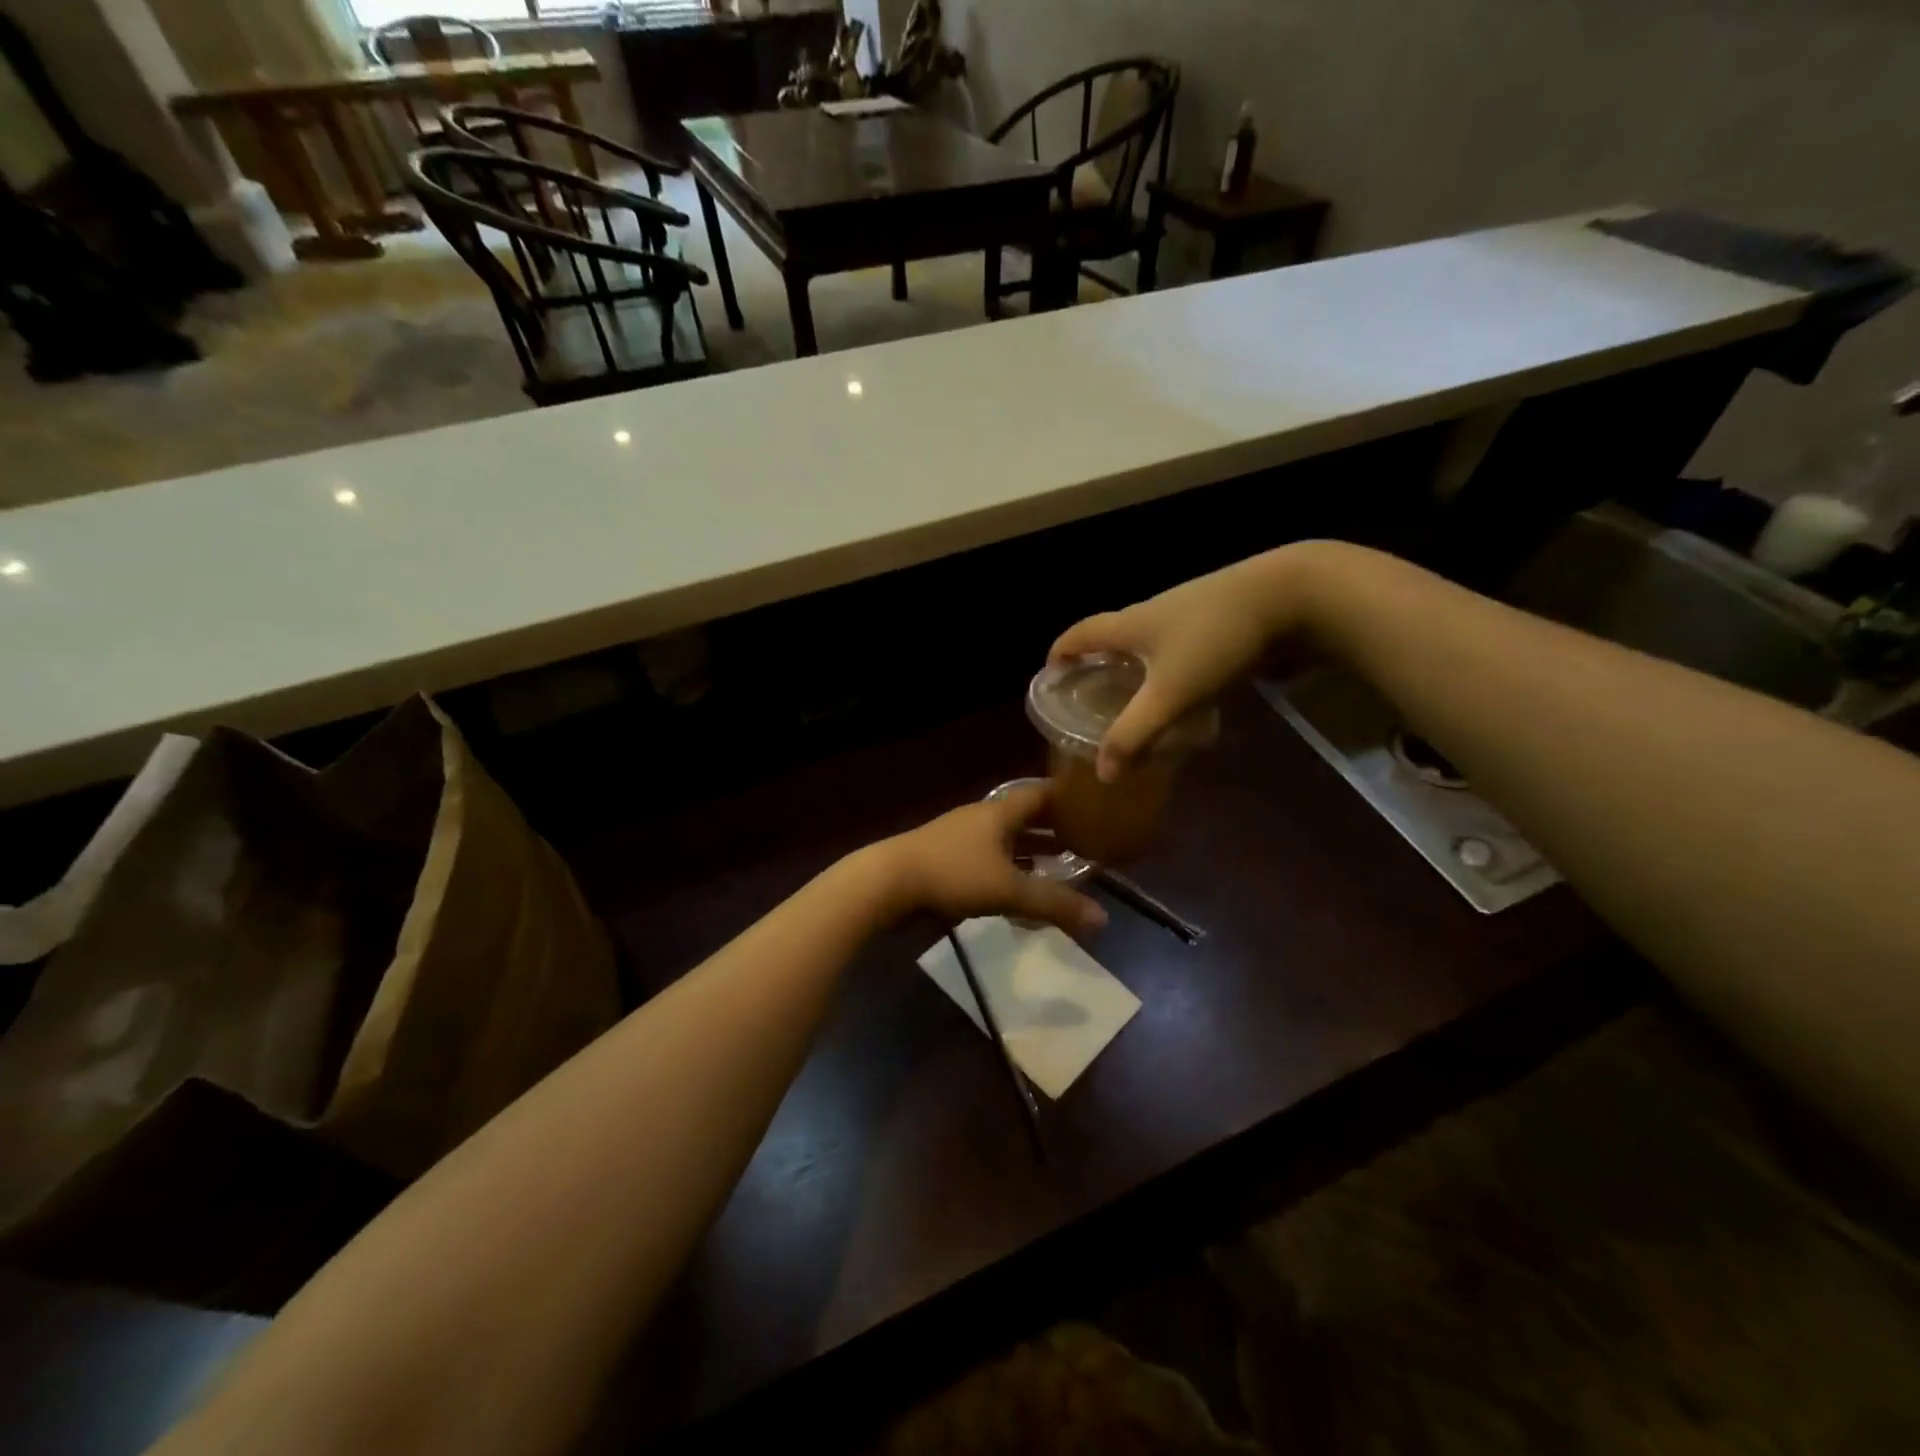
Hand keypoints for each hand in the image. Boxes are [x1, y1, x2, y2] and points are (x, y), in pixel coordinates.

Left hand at [871, 783, 1106, 936]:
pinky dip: (1007, 870)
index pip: (1040, 794)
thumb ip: (1055, 904)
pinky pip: (987, 860)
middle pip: (1024, 818)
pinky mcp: (945, 862)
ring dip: (1030, 852)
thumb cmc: (952, 874)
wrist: (887, 884)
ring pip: (1004, 841)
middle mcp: (981, 819)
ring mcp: (960, 840)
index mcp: (999, 812)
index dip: (1067, 797)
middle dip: (1053, 829)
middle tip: (1085, 841)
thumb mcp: (1009, 890)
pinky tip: (1016, 890)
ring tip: (1058, 867)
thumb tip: (1103, 919)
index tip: (1094, 803)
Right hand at [1049, 545, 1323, 781]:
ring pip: (1146, 640)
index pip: (1078, 634)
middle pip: (1110, 635)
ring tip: (1132, 698)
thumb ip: (1135, 733)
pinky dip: (1166, 666)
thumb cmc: (1216, 640)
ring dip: (1132, 665)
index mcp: (1129, 624)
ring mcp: (1186, 610)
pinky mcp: (1217, 617)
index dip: (1059, 653)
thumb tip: (1103, 772)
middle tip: (1090, 696)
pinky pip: (1177, 644)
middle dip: (1095, 663)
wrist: (1290, 595)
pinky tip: (1183, 690)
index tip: (1050, 677)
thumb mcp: (1171, 693)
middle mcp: (1151, 611)